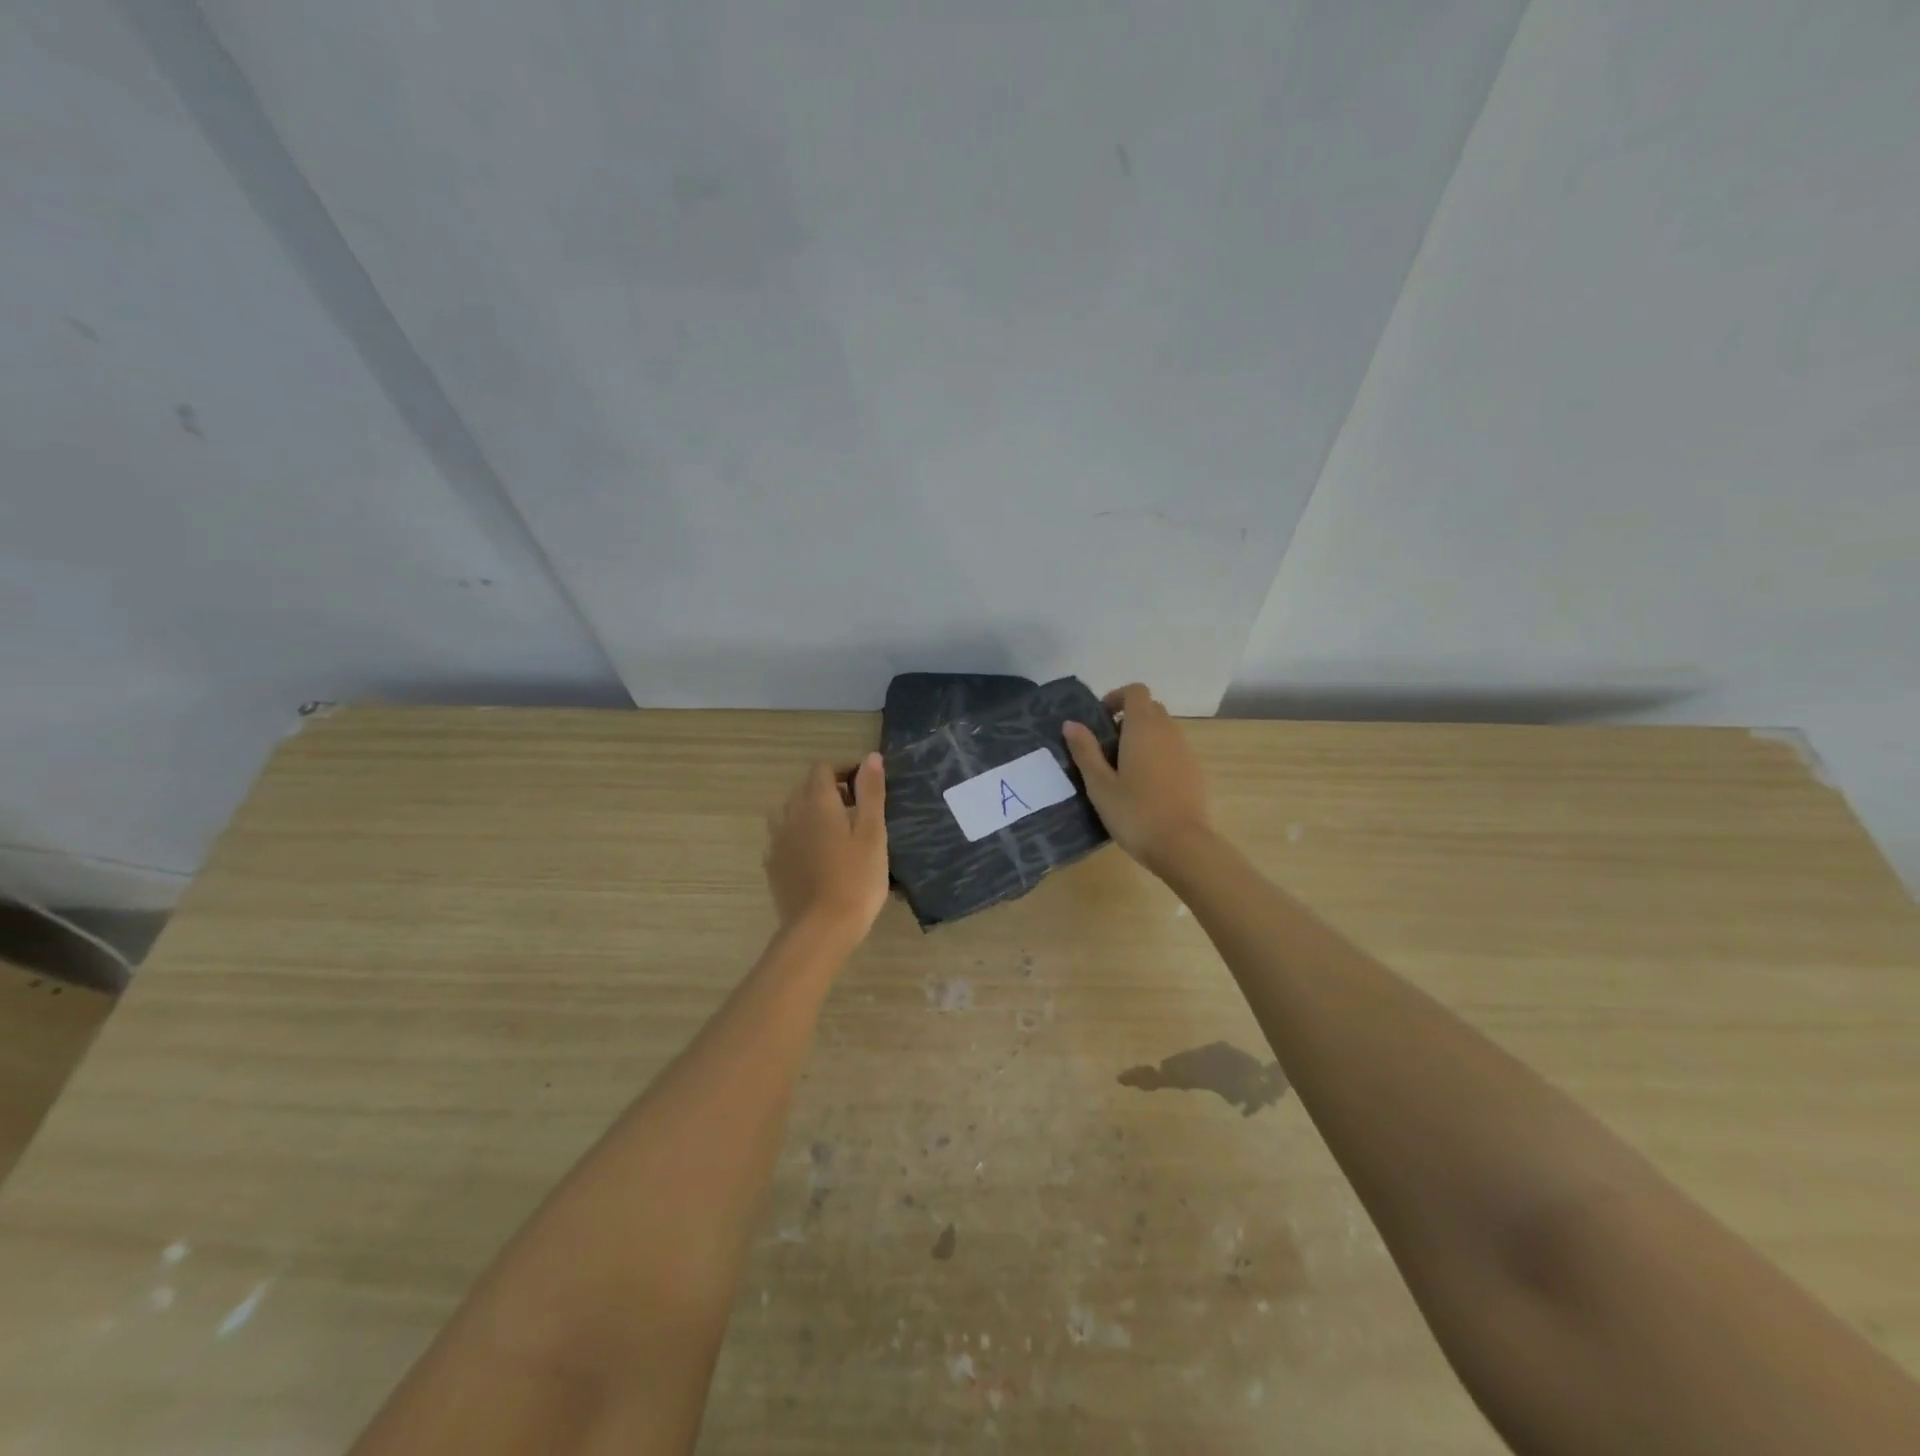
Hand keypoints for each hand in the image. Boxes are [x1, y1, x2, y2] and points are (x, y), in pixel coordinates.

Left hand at [763, 755, 889, 944]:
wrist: (821, 929)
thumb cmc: (856, 879)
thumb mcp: (873, 833)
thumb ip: (871, 792)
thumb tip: (871, 756)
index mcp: (817, 802)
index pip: (822, 768)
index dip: (844, 771)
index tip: (865, 789)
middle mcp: (791, 814)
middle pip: (806, 789)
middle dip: (830, 792)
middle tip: (858, 814)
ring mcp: (777, 840)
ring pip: (792, 813)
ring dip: (811, 814)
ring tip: (836, 836)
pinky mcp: (773, 865)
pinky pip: (785, 838)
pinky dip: (800, 837)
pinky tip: (817, 858)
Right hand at [1063, 684, 1212, 872]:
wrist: (1183, 845)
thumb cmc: (1135, 812)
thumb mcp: (1099, 784)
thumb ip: (1085, 751)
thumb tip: (1071, 723)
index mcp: (1143, 728)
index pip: (1135, 691)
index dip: (1117, 698)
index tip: (1100, 720)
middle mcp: (1168, 732)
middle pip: (1150, 709)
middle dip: (1128, 718)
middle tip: (1107, 747)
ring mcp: (1186, 752)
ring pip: (1164, 730)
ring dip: (1144, 738)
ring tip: (1123, 769)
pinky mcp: (1196, 772)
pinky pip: (1174, 751)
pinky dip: (1158, 756)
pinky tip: (1145, 787)